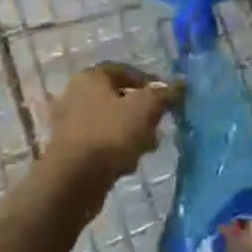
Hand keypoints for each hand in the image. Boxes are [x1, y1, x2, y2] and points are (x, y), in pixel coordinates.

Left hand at [45, 63, 179, 192]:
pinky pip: (101, 143)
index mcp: (91, 77)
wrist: (74, 180)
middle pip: (119, 97)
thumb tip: (181, 84)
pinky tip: (128, 163)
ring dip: (132, 133)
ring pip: (111, 122)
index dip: (149, 82)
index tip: (167, 98)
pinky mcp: (70, 150)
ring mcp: (70, 123)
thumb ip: (164, 95)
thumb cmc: (110, 134)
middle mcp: (76, 94)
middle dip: (142, 112)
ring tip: (148, 147)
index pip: (125, 70)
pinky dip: (116, 149)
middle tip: (159, 125)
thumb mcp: (145, 109)